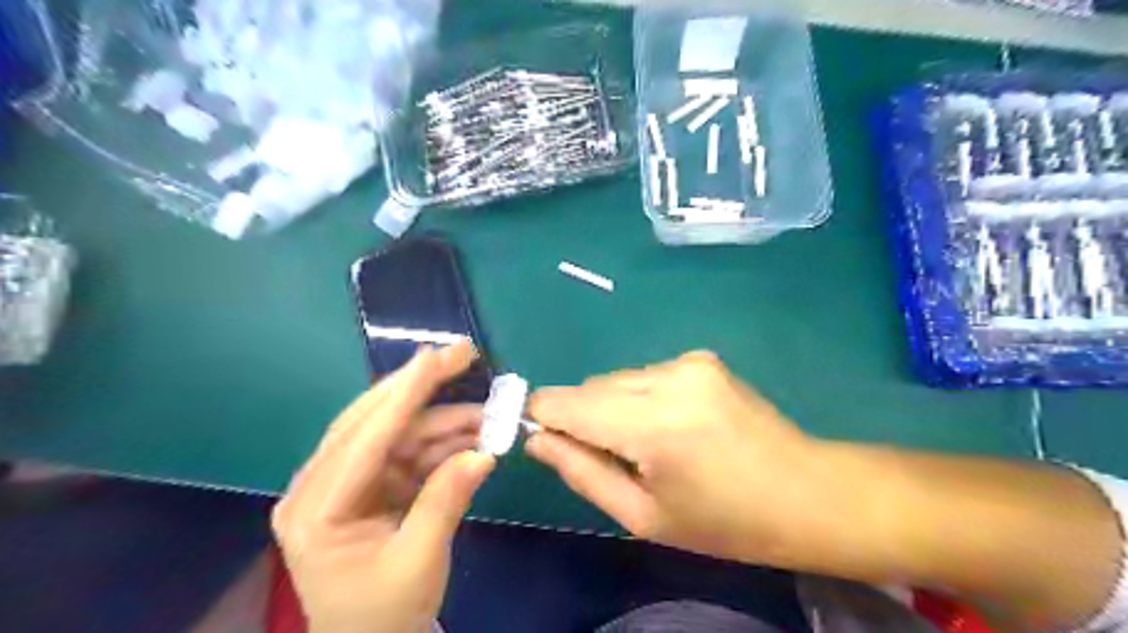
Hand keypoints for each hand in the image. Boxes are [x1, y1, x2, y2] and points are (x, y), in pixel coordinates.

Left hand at [272, 342, 493, 632]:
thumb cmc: (385, 616)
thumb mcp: (419, 562)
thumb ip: (447, 500)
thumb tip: (483, 452)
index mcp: (315, 509)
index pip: (364, 438)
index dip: (405, 394)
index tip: (435, 356)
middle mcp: (321, 485)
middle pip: (373, 419)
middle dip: (421, 387)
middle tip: (462, 354)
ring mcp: (347, 483)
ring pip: (398, 432)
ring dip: (444, 422)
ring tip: (489, 415)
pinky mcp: (371, 486)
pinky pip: (409, 452)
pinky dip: (443, 443)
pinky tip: (474, 436)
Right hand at [530, 351, 854, 569]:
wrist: (806, 492)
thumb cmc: (724, 521)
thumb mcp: (644, 516)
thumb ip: (582, 473)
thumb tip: (536, 439)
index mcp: (652, 425)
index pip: (563, 402)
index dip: (544, 418)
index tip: (547, 441)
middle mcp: (667, 379)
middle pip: (590, 387)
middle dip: (583, 418)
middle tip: (613, 457)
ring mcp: (688, 362)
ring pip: (617, 379)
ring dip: (614, 408)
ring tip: (649, 444)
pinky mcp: (702, 357)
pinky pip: (646, 375)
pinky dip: (641, 398)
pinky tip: (673, 424)